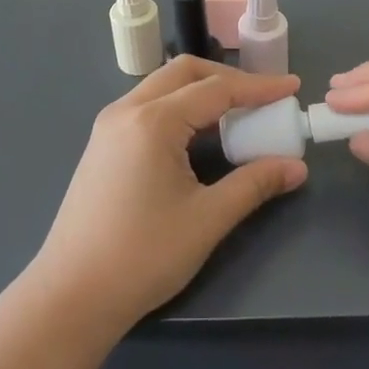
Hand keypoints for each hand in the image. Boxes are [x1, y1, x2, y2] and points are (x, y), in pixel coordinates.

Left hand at [30, 57, 307, 333]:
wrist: (72, 295)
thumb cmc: (143, 255)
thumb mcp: (207, 219)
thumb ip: (254, 184)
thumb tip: (296, 167)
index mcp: (153, 121)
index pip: (216, 89)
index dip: (258, 87)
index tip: (292, 87)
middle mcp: (126, 111)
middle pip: (184, 73)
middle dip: (227, 79)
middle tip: (262, 99)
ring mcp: (108, 127)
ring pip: (162, 87)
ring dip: (201, 91)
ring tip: (235, 115)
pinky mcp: (102, 146)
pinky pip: (147, 107)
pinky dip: (179, 108)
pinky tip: (198, 136)